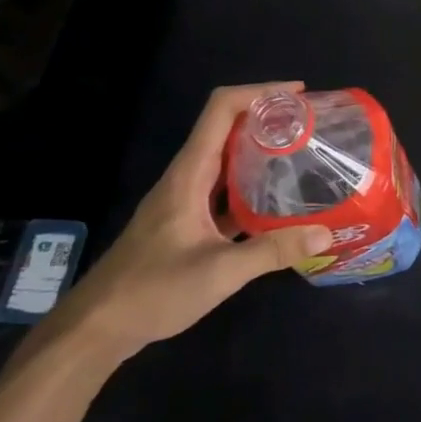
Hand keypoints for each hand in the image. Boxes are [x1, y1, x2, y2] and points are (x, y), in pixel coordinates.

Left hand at [53, 83, 332, 363]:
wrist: (95, 329)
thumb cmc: (152, 291)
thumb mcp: (219, 272)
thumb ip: (273, 251)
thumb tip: (326, 232)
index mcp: (190, 173)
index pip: (221, 108)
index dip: (259, 92)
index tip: (298, 94)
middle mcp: (186, 176)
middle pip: (227, 127)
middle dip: (268, 118)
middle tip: (309, 125)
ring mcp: (184, 199)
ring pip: (226, 159)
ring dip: (260, 150)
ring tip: (300, 155)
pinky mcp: (184, 222)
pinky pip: (223, 188)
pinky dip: (250, 184)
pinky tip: (275, 203)